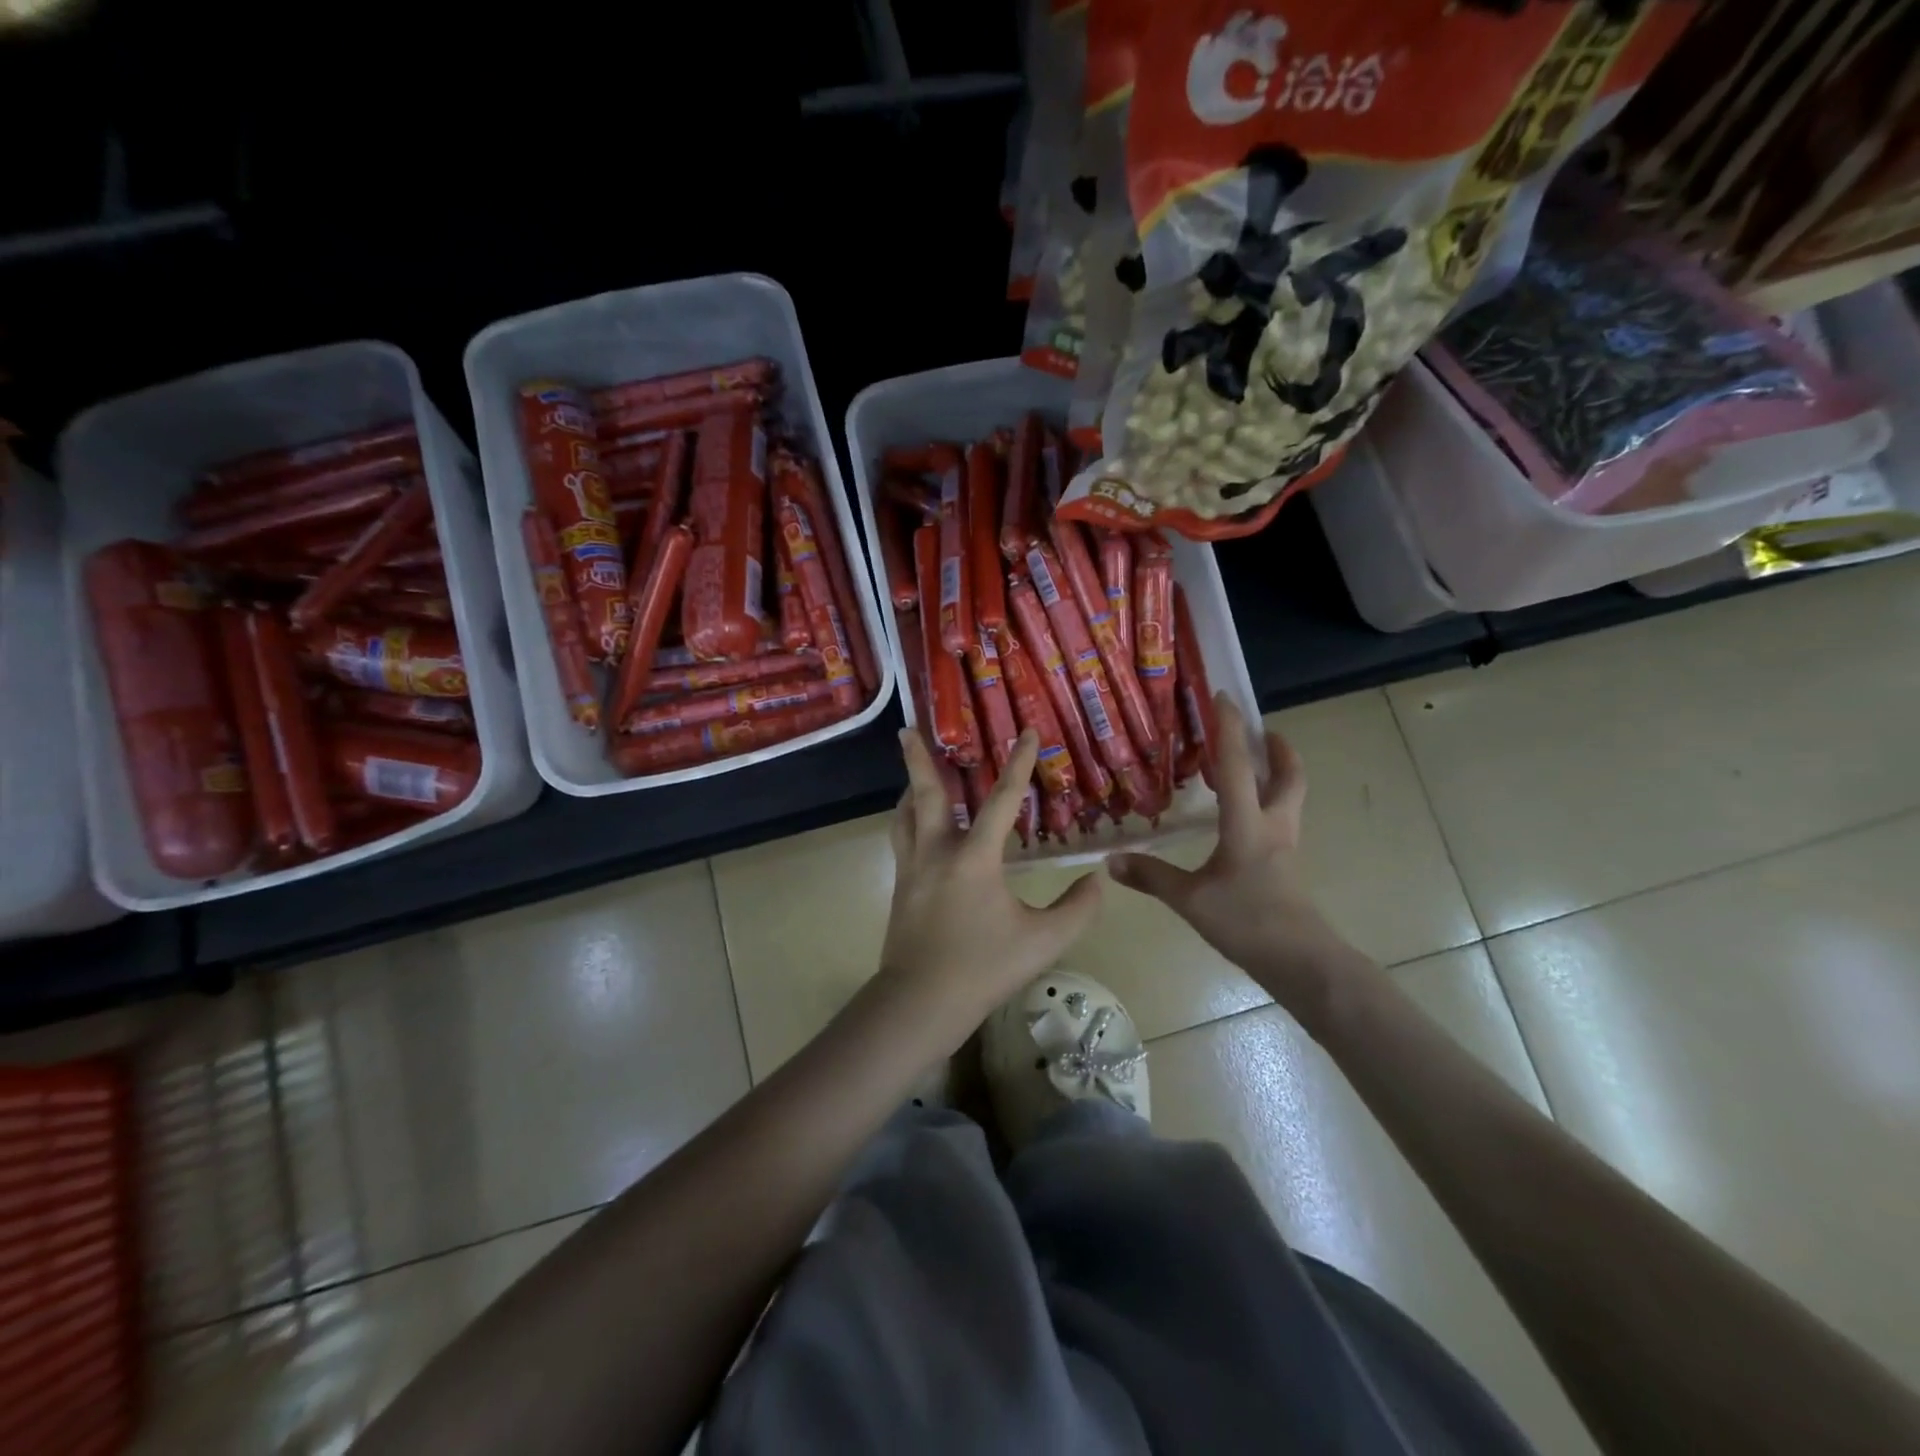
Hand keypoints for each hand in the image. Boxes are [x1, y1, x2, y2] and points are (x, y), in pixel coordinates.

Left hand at [880, 728, 1100, 1047]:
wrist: (919, 1003)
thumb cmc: (983, 969)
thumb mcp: (1042, 942)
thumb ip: (1076, 909)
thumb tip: (1097, 880)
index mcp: (974, 859)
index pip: (1002, 801)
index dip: (1019, 764)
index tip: (1027, 733)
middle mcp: (936, 853)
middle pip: (926, 794)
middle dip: (917, 758)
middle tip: (907, 729)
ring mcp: (912, 870)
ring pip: (904, 816)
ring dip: (910, 790)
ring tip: (916, 775)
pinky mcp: (900, 889)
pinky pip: (901, 840)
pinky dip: (907, 820)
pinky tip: (916, 828)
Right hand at [1110, 695, 1370, 1027]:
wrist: (1301, 961)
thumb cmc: (1246, 921)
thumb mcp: (1190, 899)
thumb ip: (1151, 877)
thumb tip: (1111, 861)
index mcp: (1247, 824)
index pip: (1236, 766)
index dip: (1229, 729)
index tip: (1224, 698)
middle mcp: (1273, 825)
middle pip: (1288, 776)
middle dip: (1278, 749)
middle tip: (1261, 731)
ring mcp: (1285, 846)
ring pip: (1290, 797)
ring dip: (1278, 774)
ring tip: (1254, 766)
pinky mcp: (1287, 866)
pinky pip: (1280, 820)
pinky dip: (1268, 804)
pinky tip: (1244, 820)